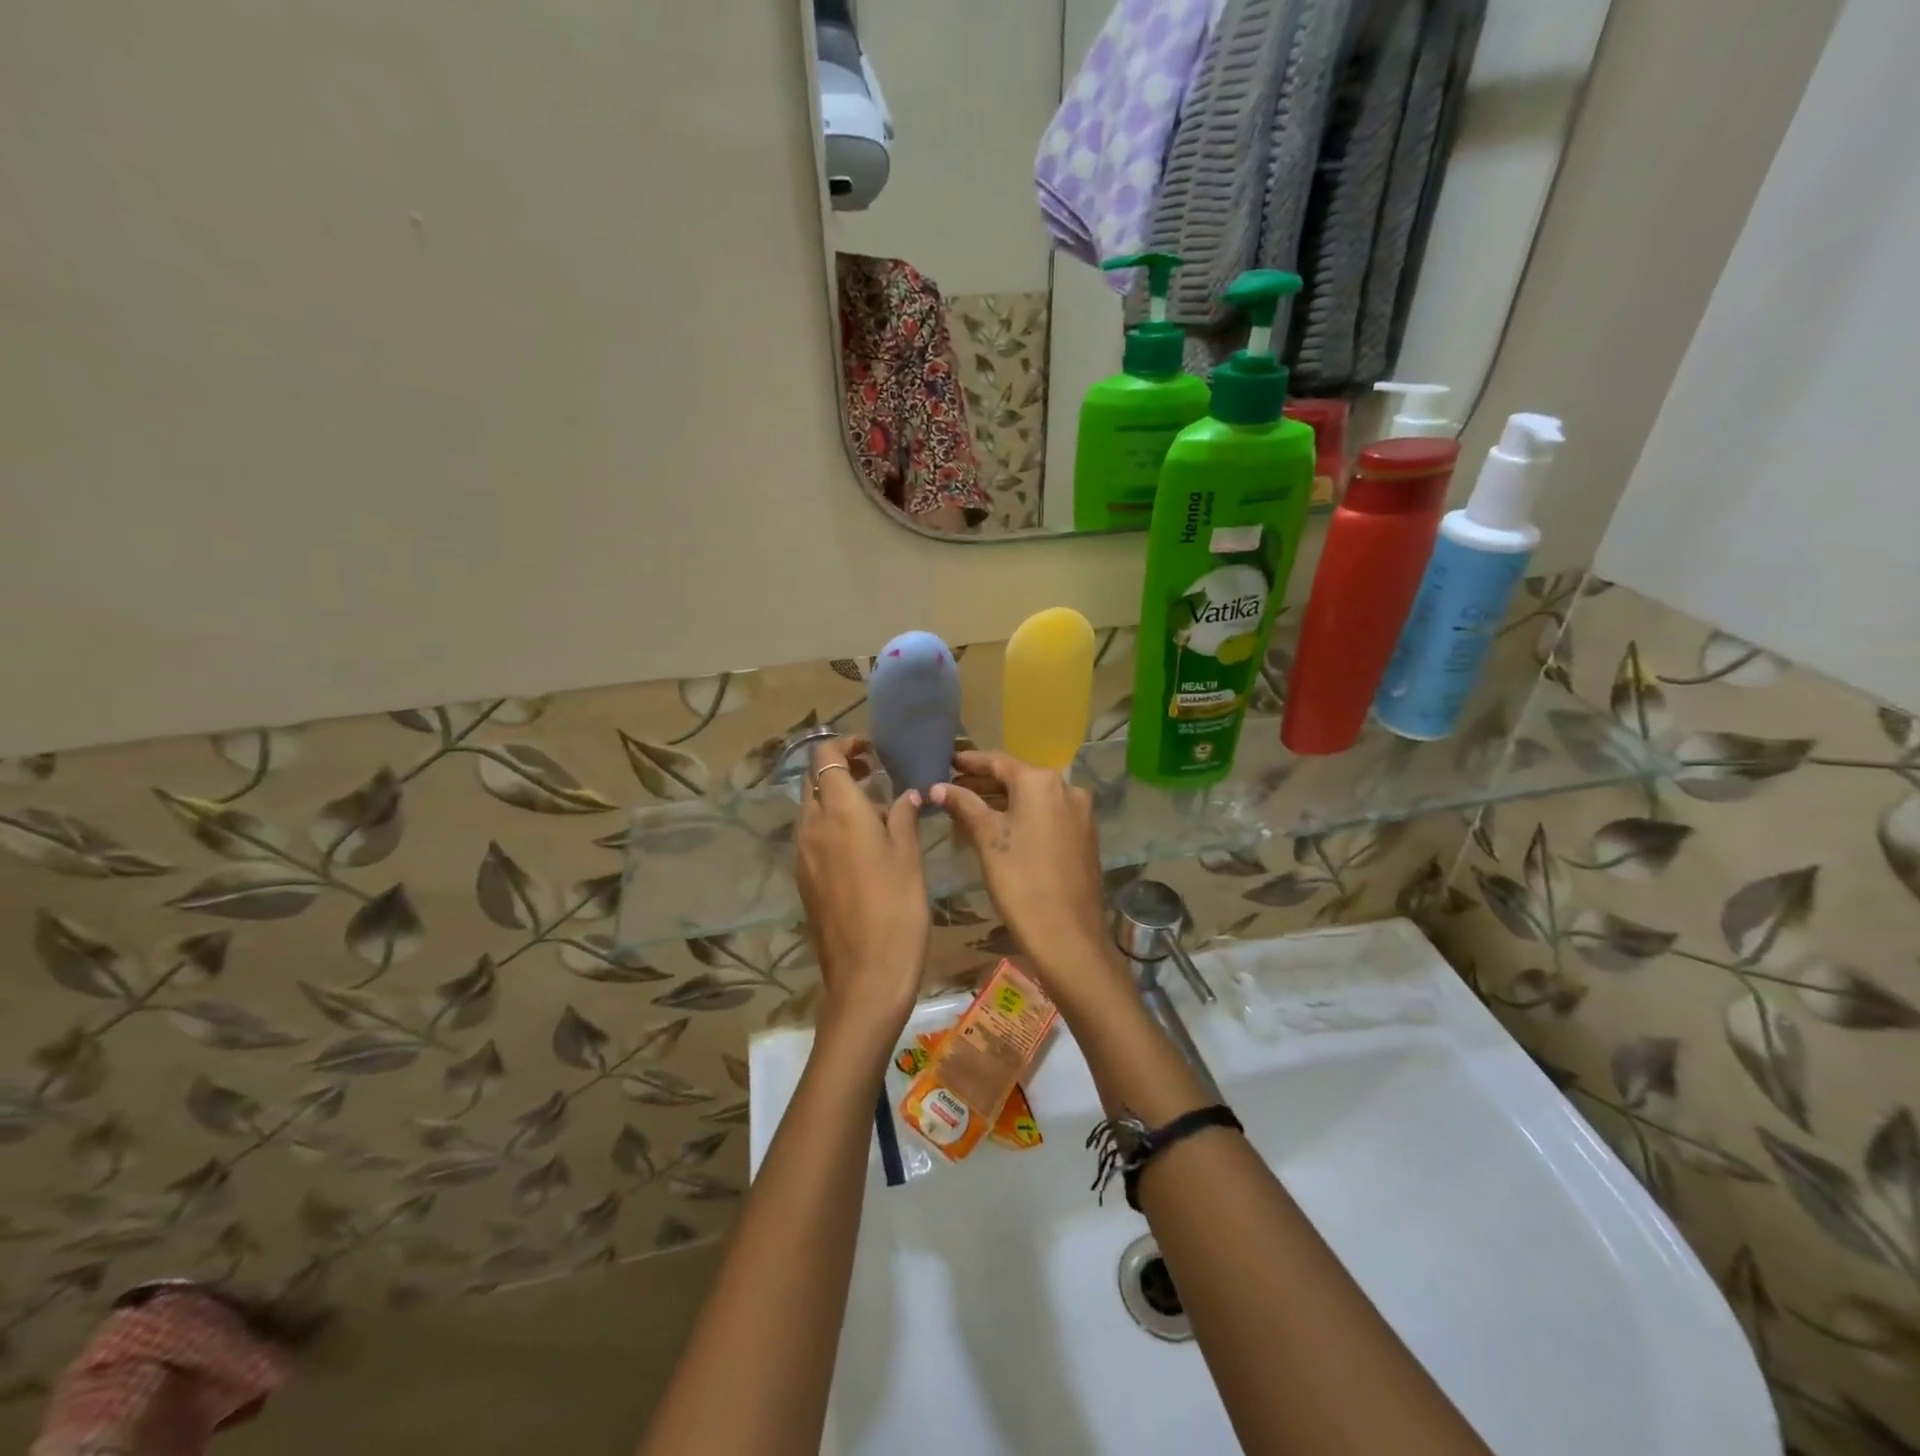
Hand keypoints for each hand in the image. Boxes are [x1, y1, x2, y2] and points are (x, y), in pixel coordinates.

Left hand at [794, 737, 929, 1059]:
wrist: (865, 976)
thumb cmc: (897, 909)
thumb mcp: (909, 857)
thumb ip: (903, 816)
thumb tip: (905, 795)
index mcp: (839, 811)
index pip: (825, 756)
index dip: (845, 745)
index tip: (873, 751)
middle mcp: (812, 825)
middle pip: (813, 779)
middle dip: (839, 768)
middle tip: (875, 775)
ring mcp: (802, 854)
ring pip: (811, 808)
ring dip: (835, 797)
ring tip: (873, 809)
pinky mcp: (803, 878)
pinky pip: (811, 836)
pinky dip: (830, 825)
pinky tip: (860, 844)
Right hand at [930, 750, 1124, 1007]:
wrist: (1068, 936)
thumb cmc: (1021, 882)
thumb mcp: (987, 840)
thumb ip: (964, 805)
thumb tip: (937, 787)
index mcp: (1042, 782)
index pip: (998, 762)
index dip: (970, 762)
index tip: (947, 761)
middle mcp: (1067, 788)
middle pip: (1017, 778)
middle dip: (984, 782)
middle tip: (952, 787)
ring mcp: (1080, 812)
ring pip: (1034, 797)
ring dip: (1003, 800)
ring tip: (969, 807)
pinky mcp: (1085, 835)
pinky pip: (1048, 814)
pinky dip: (1023, 815)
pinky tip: (1001, 826)